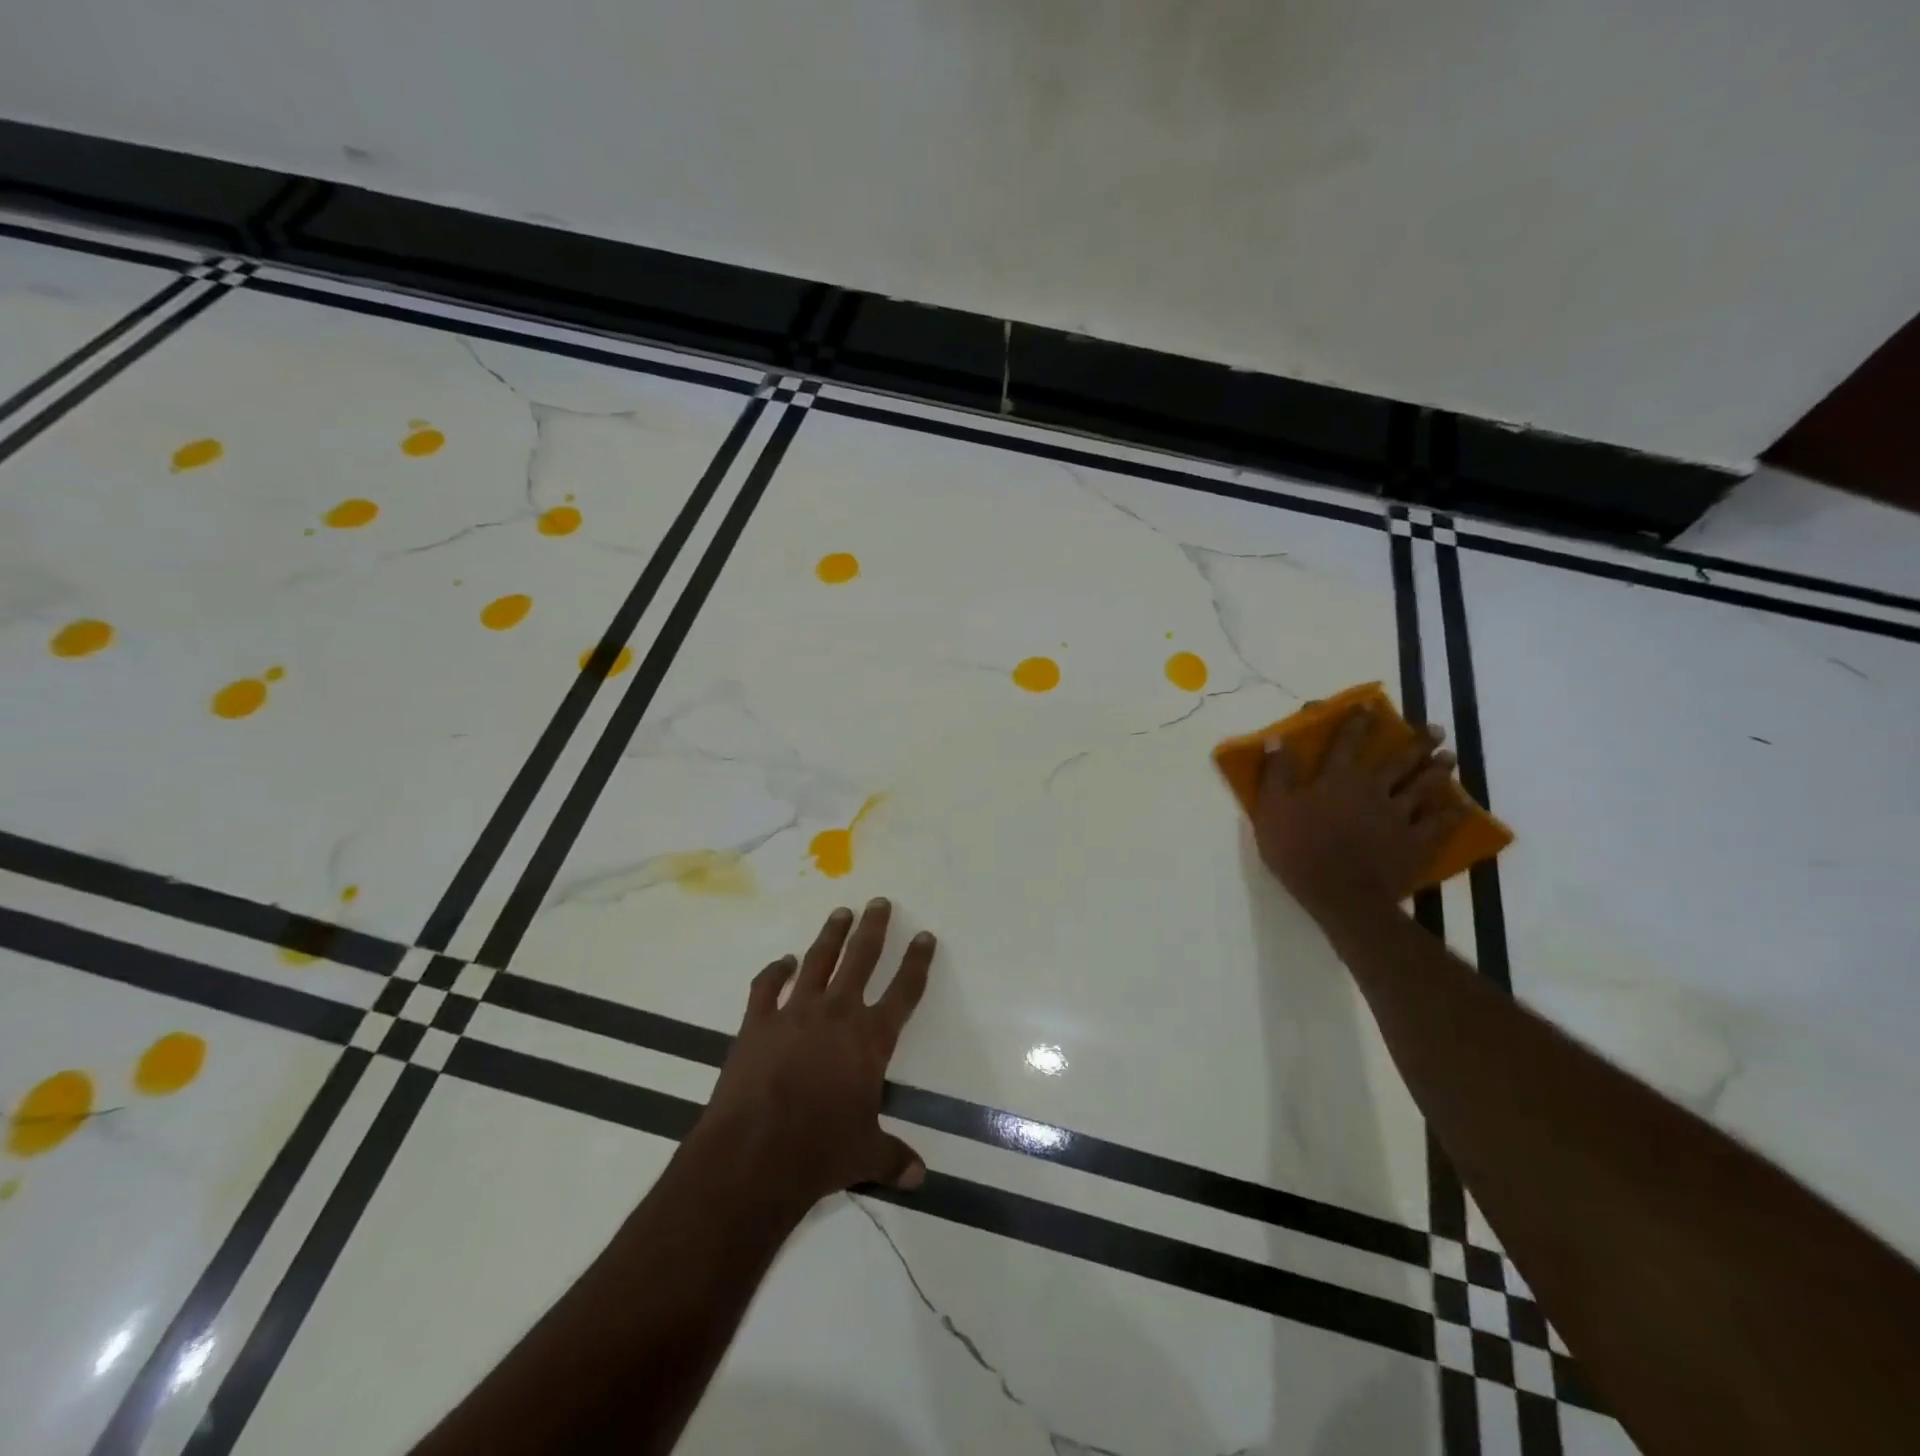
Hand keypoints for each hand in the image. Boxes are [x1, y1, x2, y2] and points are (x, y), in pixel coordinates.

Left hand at [700, 899, 933, 1212]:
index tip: (924, 936)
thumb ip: (892, 1157)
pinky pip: (766, 987)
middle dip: (874, 928)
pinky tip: (781, 962)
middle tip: (879, 902)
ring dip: (831, 935)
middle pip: (861, 959)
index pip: (904, 992)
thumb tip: (918, 1176)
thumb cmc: (819, 1152)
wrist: (754, 1155)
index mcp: (870, 1040)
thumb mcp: (865, 1155)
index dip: (916, 963)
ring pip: (818, 961)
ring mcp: (794, 1013)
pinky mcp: (757, 1023)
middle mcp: (837, 1014)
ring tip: (840, 912)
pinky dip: (774, 972)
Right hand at [1253, 707, 1466, 922]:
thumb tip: (1277, 740)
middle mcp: (1373, 789)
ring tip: (1448, 758)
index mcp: (1338, 779)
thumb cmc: (1299, 850)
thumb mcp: (1273, 810)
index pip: (1349, 742)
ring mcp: (1399, 815)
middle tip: (1433, 728)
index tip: (1369, 706)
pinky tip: (1460, 805)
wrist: (1341, 895)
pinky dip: (1451, 813)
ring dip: (1437, 770)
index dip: (1358, 722)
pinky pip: (1439, 824)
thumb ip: (1276, 774)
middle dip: (1416, 741)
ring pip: (1423, 786)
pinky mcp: (1416, 842)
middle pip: (1399, 759)